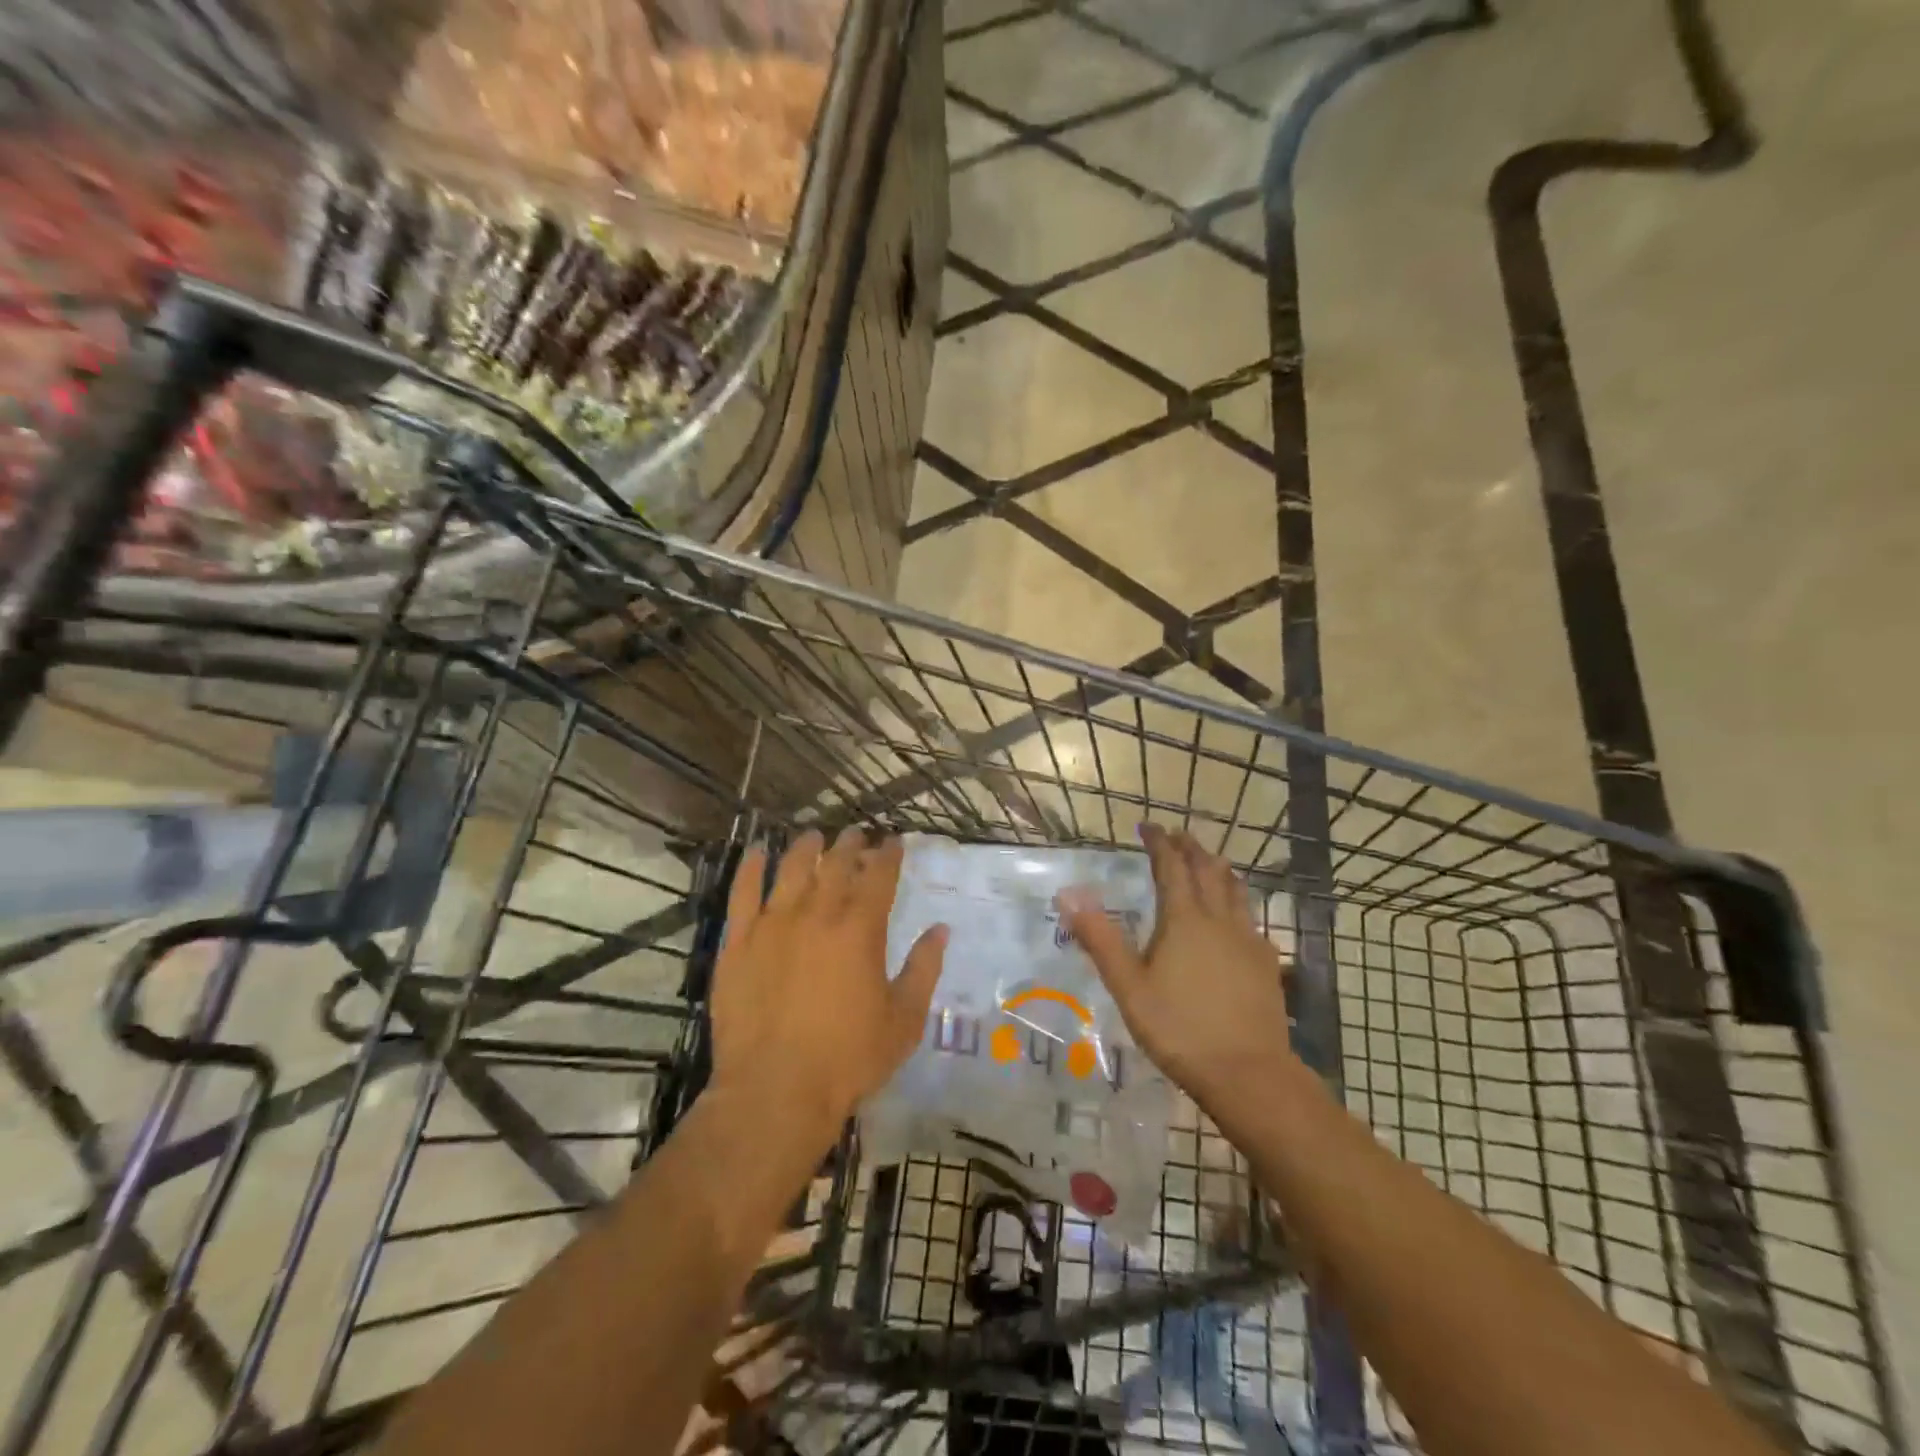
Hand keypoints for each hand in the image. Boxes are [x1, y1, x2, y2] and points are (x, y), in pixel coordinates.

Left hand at [709, 830, 946, 1142]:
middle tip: (856, 834)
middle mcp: (818, 914)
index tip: (894, 841)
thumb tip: (941, 929)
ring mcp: (773, 924)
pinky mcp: (738, 942)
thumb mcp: (904, 1019)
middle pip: (836, 864)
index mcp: (861, 929)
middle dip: (850, 844)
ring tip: (814, 837)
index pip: (880, 875)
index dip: (889, 853)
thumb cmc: (849, 1058)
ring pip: (791, 868)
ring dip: (806, 847)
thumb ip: (924, 969)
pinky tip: (758, 852)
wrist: (775, 1090)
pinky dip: (752, 867)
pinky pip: (743, 893)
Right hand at [1058, 825, 1292, 1115]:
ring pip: (1235, 889)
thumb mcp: (1128, 987)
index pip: (1171, 866)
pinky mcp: (1266, 962)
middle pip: (1207, 870)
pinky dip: (1238, 901)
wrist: (1247, 1073)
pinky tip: (1236, 917)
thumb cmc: (1179, 1028)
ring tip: (1209, 861)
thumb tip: (1068, 896)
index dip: (1159, 843)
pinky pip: (1251, 917)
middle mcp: (1219, 919)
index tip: (1148, 826)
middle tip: (1177, 835)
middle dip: (1190, 848)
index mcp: (1183, 919)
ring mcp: (1248, 939)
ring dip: (1218, 868)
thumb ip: (1100, 939)